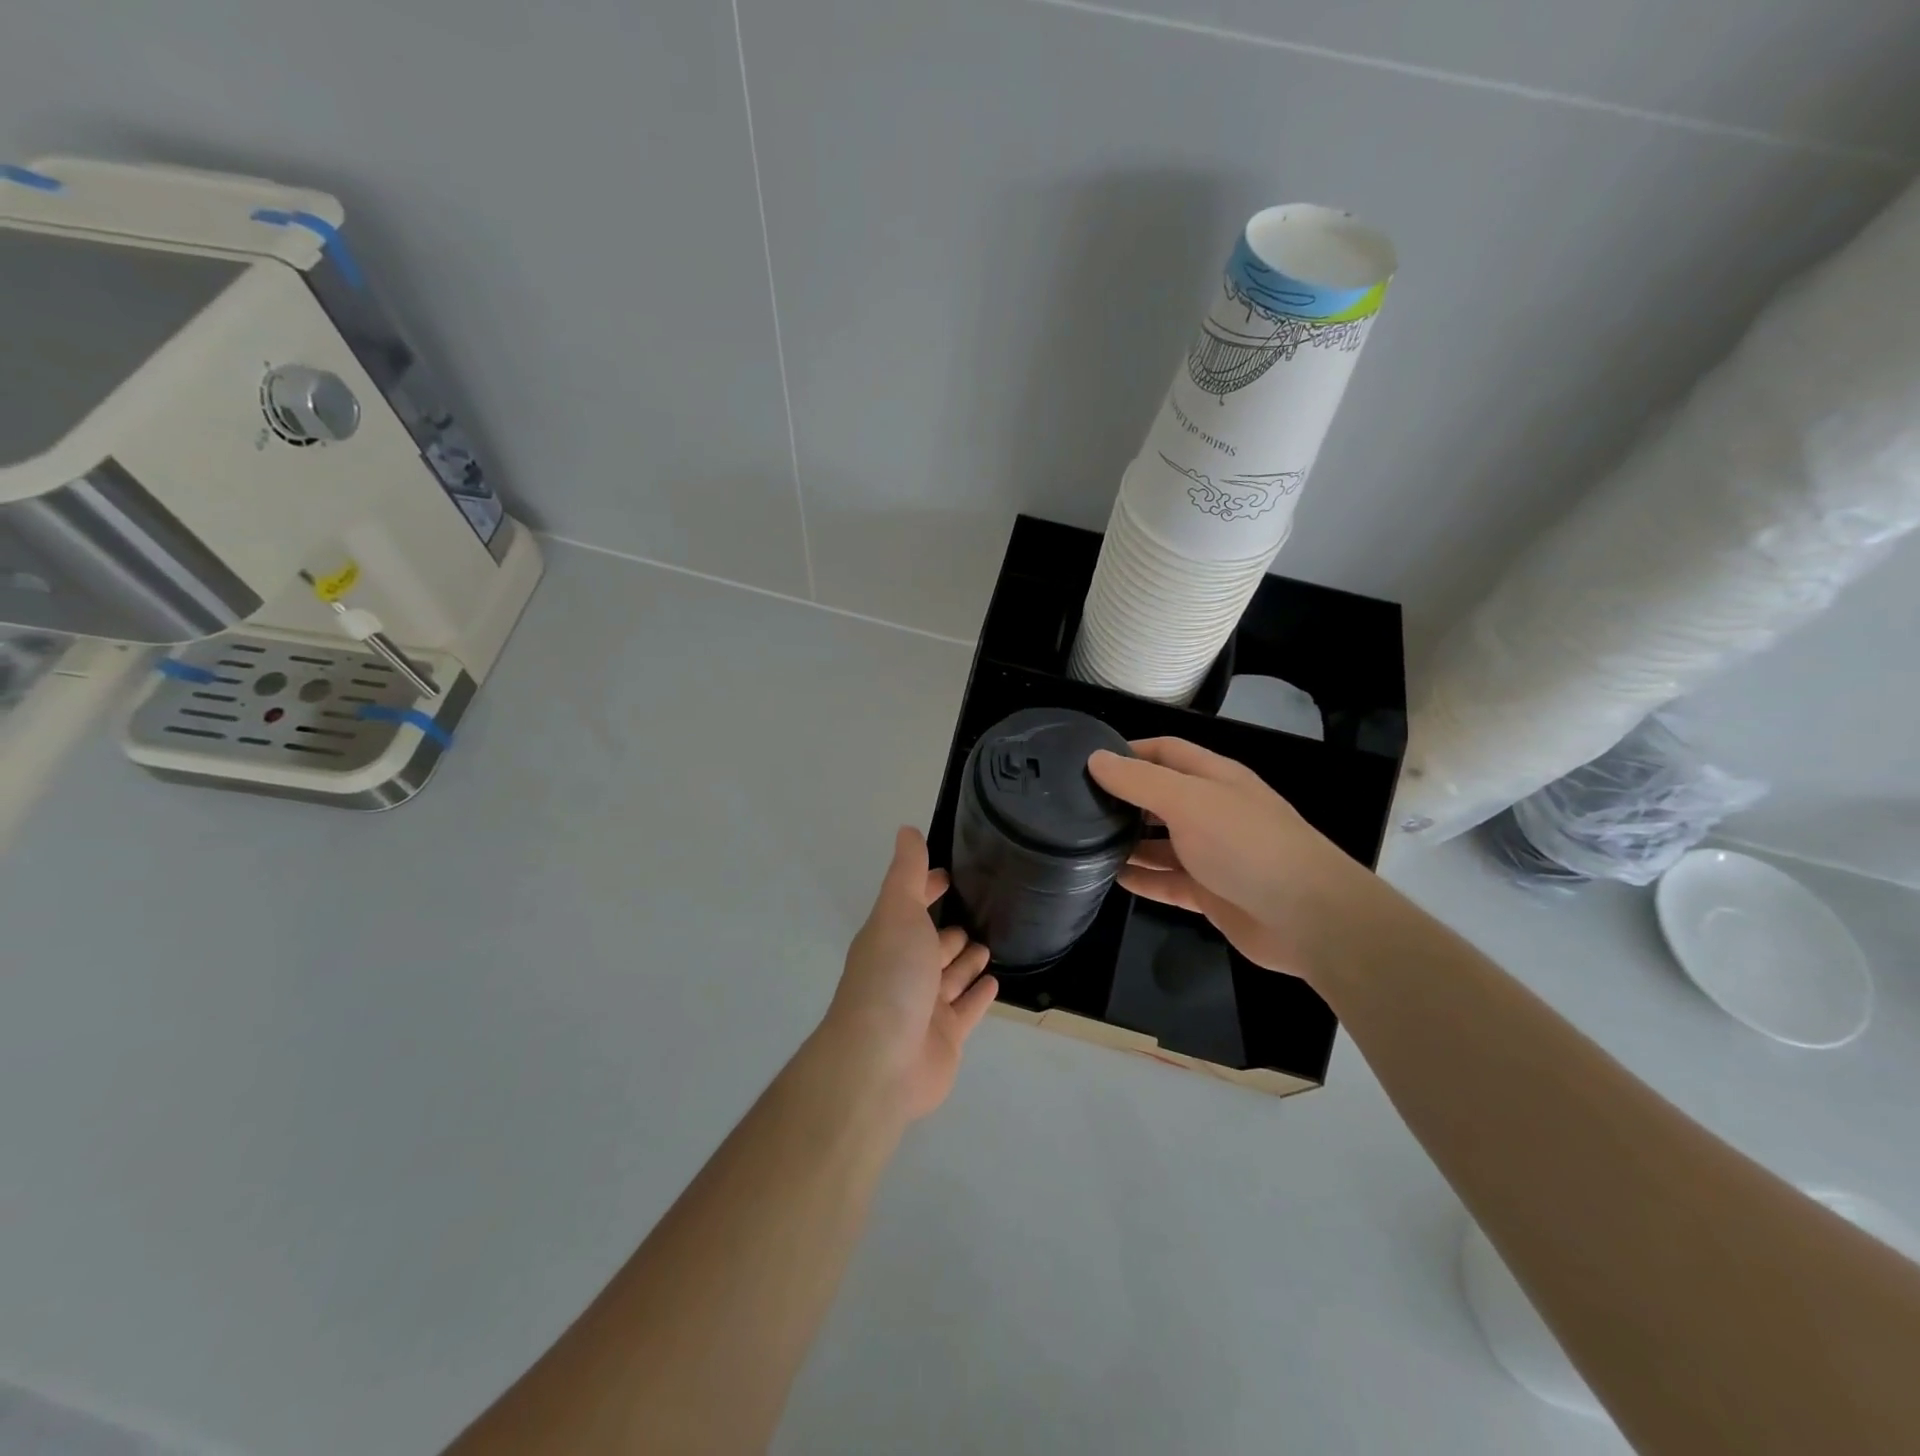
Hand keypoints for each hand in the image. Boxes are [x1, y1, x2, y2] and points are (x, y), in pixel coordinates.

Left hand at [822, 827, 997, 1121]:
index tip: (949, 875)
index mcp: (890, 938)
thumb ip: (907, 873)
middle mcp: (905, 970)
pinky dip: (978, 995)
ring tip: (989, 944)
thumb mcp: (898, 912)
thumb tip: (906, 830)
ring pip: (951, 977)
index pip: (911, 906)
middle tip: (981, 912)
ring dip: (966, 960)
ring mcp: (925, 1007)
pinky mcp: (946, 1038)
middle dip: (950, 929)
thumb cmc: (891, 977)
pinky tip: (994, 981)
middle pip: (931, 944)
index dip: (928, 889)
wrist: (881, 1062)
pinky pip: (967, 1010)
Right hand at [1088, 738, 1377, 981]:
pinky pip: (1168, 882)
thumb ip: (1140, 781)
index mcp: (1213, 778)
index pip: (1165, 751)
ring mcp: (1212, 854)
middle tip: (1076, 805)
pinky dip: (1143, 879)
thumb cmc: (1245, 845)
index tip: (1088, 761)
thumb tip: (1096, 759)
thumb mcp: (1188, 801)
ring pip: (1161, 842)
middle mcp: (1212, 811)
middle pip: (1160, 797)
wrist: (1306, 917)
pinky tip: (1111, 879)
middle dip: (1123, 799)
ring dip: (1128, 842)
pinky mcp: (1210, 893)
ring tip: (1084, 843)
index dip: (1129, 751)